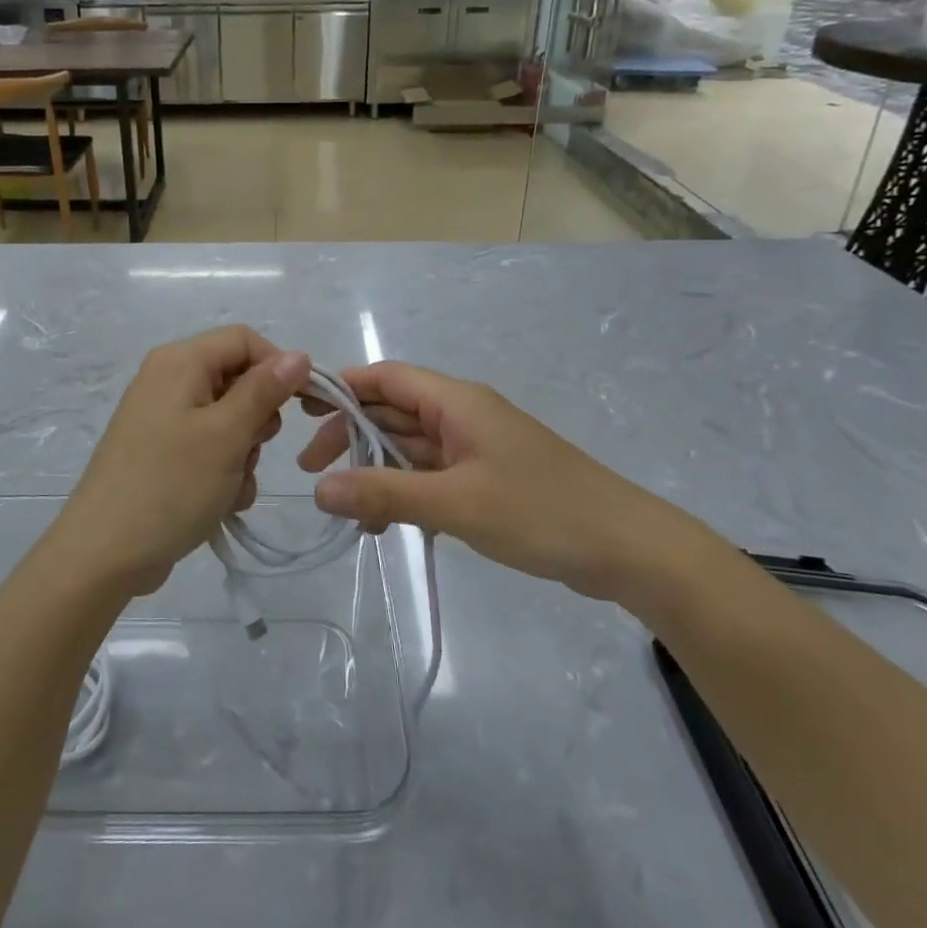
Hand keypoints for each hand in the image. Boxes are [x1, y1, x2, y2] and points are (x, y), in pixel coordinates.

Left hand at [57, 327, 311, 596]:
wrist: (103, 554)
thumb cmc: (169, 486)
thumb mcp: (226, 435)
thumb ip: (265, 390)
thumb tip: (299, 355)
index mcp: (180, 362)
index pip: (245, 340)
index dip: (279, 367)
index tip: (304, 407)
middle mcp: (168, 380)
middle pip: (238, 380)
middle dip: (257, 419)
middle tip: (251, 451)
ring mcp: (162, 418)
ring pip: (229, 419)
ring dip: (243, 453)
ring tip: (231, 486)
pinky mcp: (161, 452)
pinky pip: (209, 447)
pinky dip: (223, 471)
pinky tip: (220, 502)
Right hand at [299, 362, 708, 600]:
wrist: (628, 549)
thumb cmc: (541, 512)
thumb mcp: (455, 504)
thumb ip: (385, 494)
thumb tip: (318, 489)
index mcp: (456, 402)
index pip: (385, 377)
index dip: (341, 388)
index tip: (299, 413)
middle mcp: (462, 415)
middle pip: (392, 412)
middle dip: (350, 437)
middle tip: (311, 472)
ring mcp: (476, 448)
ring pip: (410, 448)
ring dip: (376, 472)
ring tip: (347, 512)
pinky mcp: (487, 478)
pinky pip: (432, 475)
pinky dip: (405, 493)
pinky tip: (387, 526)